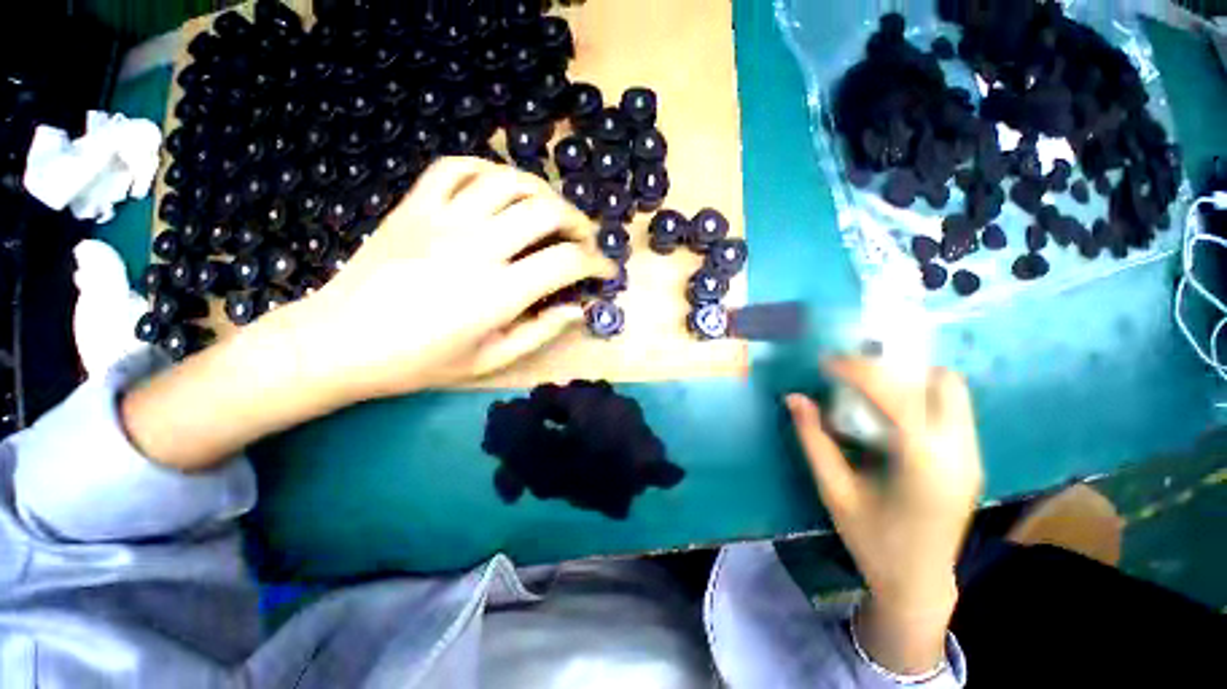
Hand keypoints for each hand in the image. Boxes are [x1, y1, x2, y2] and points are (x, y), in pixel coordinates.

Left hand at [289, 157, 617, 399]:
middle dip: (578, 223)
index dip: (596, 263)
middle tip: (584, 240)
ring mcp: (442, 219)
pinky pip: (457, 167)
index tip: (605, 271)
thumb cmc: (419, 361)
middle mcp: (476, 247)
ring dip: (542, 193)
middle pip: (546, 211)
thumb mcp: (489, 360)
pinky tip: (500, 188)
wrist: (339, 342)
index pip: (566, 262)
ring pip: (509, 181)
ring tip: (551, 213)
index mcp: (497, 292)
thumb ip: (540, 332)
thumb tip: (577, 311)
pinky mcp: (414, 206)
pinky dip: (488, 169)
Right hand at [785, 359, 982, 673]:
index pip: (898, 396)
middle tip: (854, 371)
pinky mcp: (971, 459)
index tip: (828, 362)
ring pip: (953, 391)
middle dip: (895, 366)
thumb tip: (794, 397)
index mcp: (924, 464)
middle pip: (942, 382)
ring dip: (910, 377)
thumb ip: (813, 439)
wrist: (918, 584)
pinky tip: (889, 410)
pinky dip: (920, 395)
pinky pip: (953, 408)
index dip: (860, 371)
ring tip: (869, 385)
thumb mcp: (833, 490)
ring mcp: (972, 455)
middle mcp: (959, 452)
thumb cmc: (871, 541)